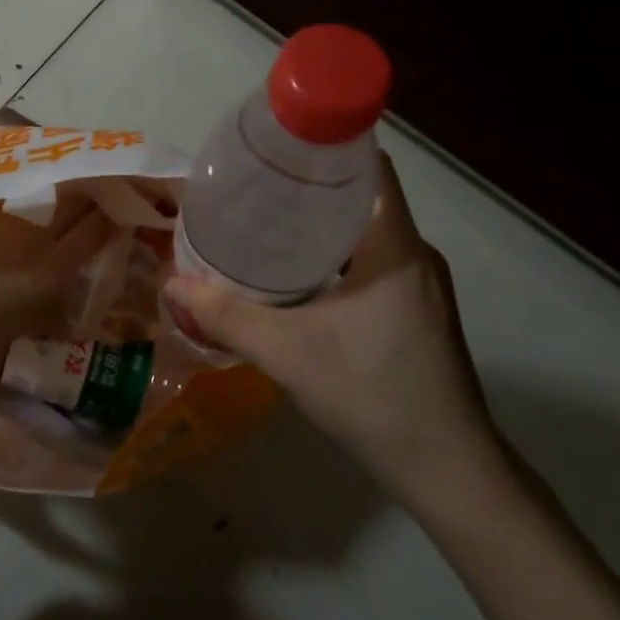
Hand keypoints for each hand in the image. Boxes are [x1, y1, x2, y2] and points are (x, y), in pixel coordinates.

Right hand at [162, 153, 504, 511]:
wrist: (448, 471)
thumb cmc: (372, 394)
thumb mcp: (287, 352)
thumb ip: (225, 316)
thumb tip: (171, 285)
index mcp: (395, 246)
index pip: (369, 167)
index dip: (326, 148)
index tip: (277, 150)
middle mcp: (415, 254)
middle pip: (361, 197)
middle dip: (309, 189)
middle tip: (253, 189)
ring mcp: (422, 285)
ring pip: (366, 233)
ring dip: (321, 227)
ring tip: (265, 227)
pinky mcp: (419, 311)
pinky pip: (373, 262)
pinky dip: (336, 258)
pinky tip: (297, 279)